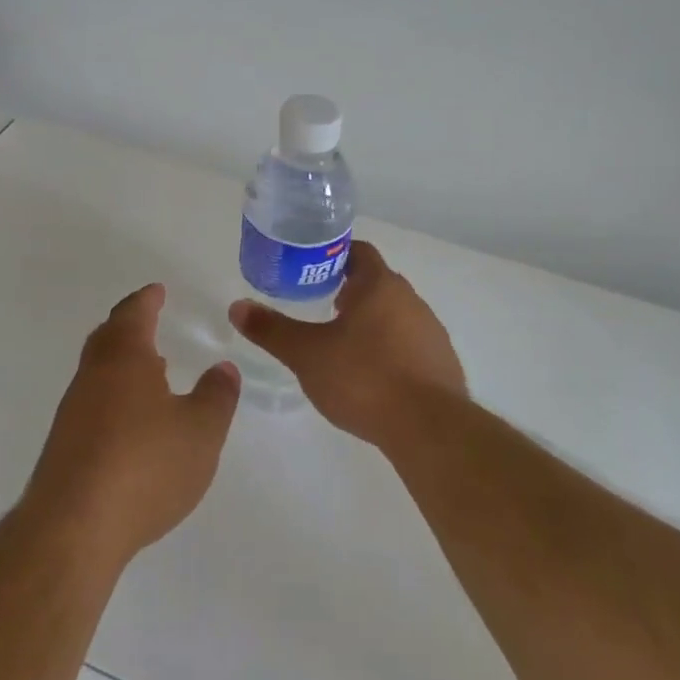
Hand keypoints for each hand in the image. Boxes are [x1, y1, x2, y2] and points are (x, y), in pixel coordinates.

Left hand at [23, 283, 240, 568]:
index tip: (157, 291)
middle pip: (108, 337)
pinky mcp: (65, 445)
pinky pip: (93, 401)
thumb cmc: (145, 466)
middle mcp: (93, 376)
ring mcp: (73, 411)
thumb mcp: (201, 430)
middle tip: (150, 321)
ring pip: (98, 370)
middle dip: (130, 325)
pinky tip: (133, 420)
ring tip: (152, 369)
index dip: (147, 299)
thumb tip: (223, 368)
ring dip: (123, 362)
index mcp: (124, 359)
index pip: (134, 314)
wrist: (73, 528)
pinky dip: (114, 394)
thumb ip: (216, 395)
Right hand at [229, 241, 463, 448]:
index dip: (333, 257)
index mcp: (379, 285)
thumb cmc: (363, 378)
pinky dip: (389, 350)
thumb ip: (272, 329)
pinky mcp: (442, 362)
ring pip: (394, 314)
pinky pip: (410, 344)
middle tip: (318, 309)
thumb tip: (237, 307)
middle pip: (376, 283)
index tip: (310, 272)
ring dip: (371, 322)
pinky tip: (372, 376)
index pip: (358, 252)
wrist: (428, 428)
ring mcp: (431, 331)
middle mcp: (410, 299)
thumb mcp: (307, 354)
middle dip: (348, 292)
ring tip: (342, 347)